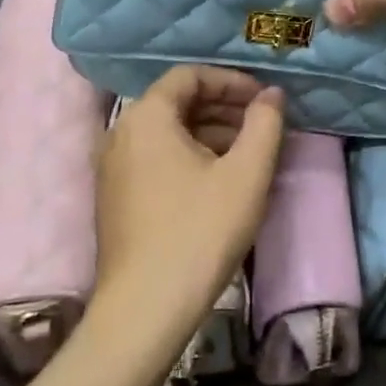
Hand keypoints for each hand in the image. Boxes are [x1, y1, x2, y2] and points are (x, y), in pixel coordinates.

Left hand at [92, 66, 285, 358]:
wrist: (144, 310)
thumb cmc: (199, 232)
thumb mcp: (246, 174)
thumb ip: (265, 124)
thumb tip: (273, 94)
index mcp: (146, 117)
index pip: (189, 76)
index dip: (231, 81)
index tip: (263, 101)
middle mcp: (120, 133)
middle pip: (176, 102)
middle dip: (223, 108)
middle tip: (261, 126)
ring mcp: (112, 168)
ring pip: (167, 133)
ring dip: (209, 133)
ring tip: (248, 155)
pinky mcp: (115, 198)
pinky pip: (155, 158)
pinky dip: (189, 156)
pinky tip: (219, 182)